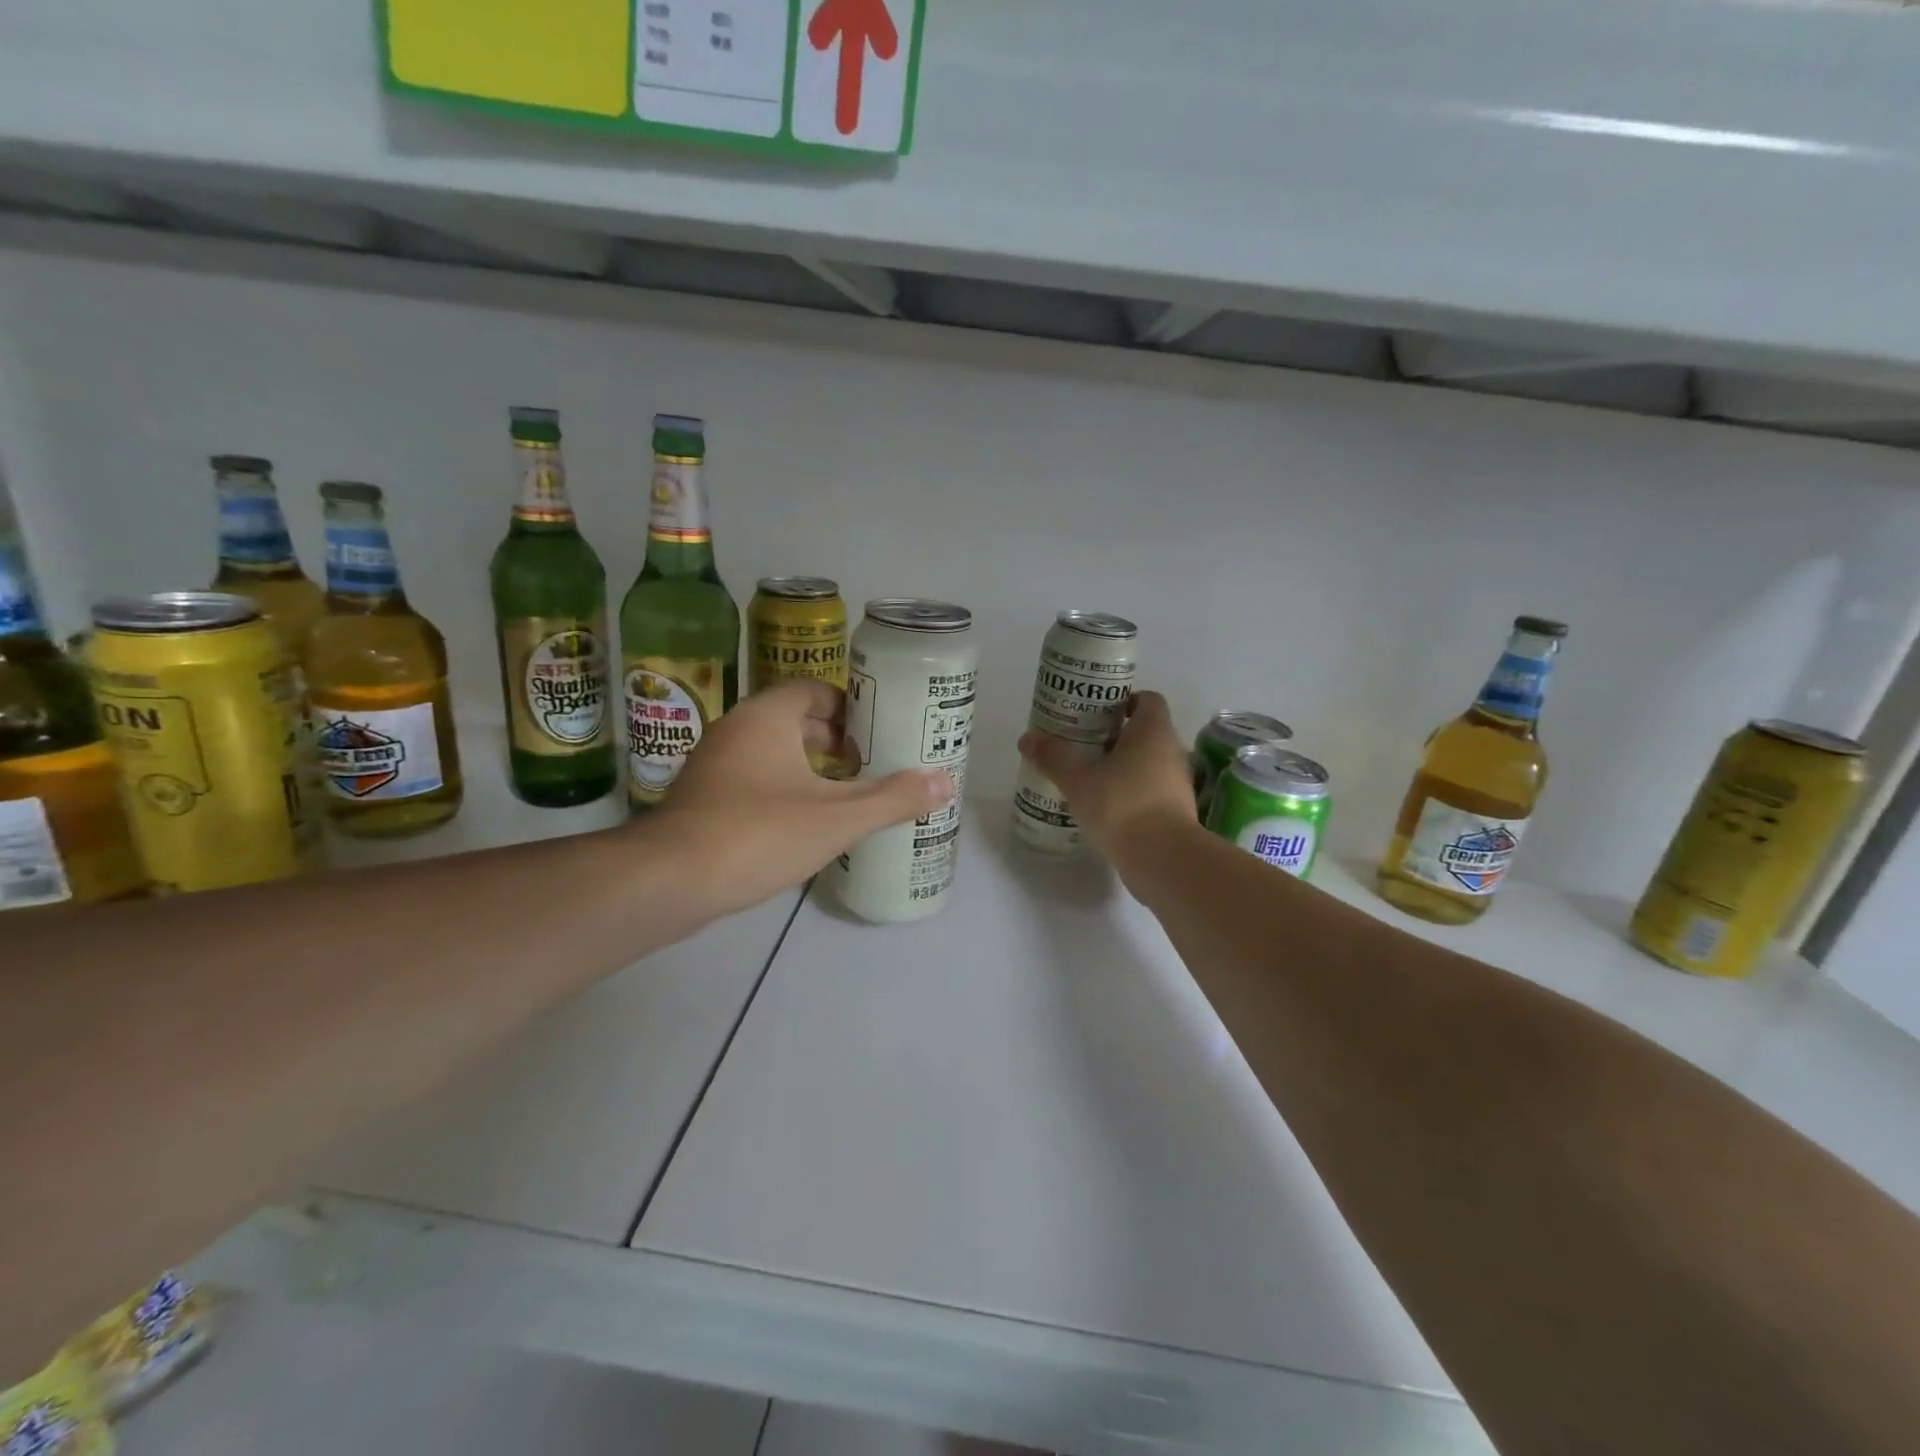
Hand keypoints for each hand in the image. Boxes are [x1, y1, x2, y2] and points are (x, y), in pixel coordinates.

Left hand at [653, 680, 952, 916]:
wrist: (669, 881)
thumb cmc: (758, 833)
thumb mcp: (837, 818)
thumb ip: (893, 798)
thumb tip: (946, 781)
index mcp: (767, 717)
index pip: (815, 690)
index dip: (851, 707)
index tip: (880, 731)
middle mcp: (736, 729)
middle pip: (795, 720)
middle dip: (835, 740)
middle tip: (872, 763)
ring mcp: (713, 764)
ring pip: (772, 752)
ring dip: (809, 767)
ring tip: (846, 794)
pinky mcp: (702, 798)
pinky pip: (753, 779)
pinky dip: (782, 789)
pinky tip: (803, 823)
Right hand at [1017, 691, 1197, 879]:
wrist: (1163, 858)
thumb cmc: (1122, 805)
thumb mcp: (1077, 779)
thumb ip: (1053, 757)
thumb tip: (1027, 738)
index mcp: (1153, 731)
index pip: (1147, 700)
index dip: (1123, 701)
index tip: (1095, 715)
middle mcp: (1171, 751)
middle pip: (1144, 732)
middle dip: (1114, 737)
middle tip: (1081, 746)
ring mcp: (1177, 784)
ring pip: (1147, 764)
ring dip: (1121, 767)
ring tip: (1088, 778)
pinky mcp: (1176, 812)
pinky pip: (1150, 791)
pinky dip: (1130, 793)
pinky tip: (1104, 808)